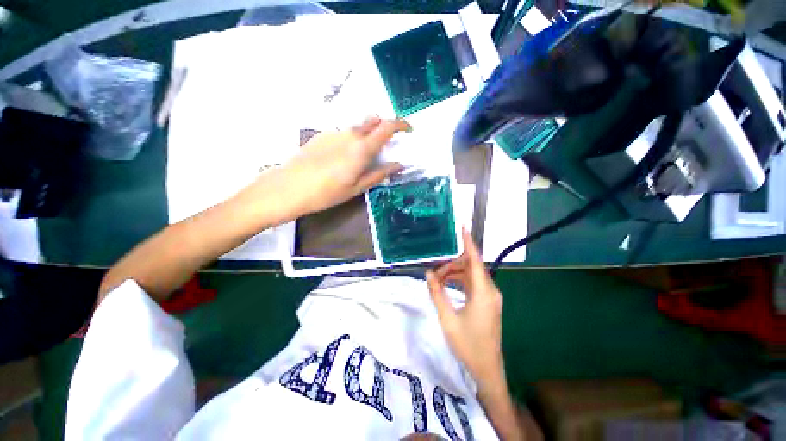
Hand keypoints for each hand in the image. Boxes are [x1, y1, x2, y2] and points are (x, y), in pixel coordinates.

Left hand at [280, 117, 409, 215]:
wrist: (289, 187)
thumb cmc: (327, 192)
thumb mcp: (357, 187)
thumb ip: (380, 174)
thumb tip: (399, 165)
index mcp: (362, 148)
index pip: (387, 126)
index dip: (401, 124)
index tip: (408, 129)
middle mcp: (350, 134)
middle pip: (373, 121)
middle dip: (385, 127)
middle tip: (387, 144)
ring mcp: (334, 132)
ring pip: (358, 127)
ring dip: (367, 134)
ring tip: (363, 155)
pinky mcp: (322, 135)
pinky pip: (343, 132)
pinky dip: (351, 139)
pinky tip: (342, 157)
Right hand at [426, 229, 503, 384]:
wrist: (487, 368)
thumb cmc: (467, 344)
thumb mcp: (447, 318)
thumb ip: (437, 293)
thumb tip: (429, 274)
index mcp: (483, 292)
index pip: (475, 260)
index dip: (468, 242)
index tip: (463, 227)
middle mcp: (490, 290)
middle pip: (471, 266)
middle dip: (452, 264)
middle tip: (434, 272)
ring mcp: (490, 296)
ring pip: (471, 274)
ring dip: (454, 273)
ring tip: (437, 280)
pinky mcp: (488, 301)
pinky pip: (473, 283)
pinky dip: (460, 281)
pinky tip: (447, 285)